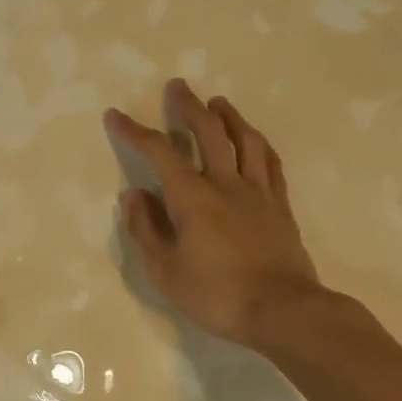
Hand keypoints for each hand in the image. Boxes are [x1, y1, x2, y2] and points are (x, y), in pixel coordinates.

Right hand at [105, 78, 324, 347]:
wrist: (286, 313)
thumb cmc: (217, 295)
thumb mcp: (165, 271)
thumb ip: (145, 229)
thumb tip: (134, 195)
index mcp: (192, 197)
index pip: (158, 152)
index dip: (134, 131)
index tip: (115, 115)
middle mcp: (225, 184)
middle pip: (208, 132)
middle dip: (188, 107)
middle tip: (178, 87)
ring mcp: (258, 194)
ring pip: (245, 141)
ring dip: (229, 117)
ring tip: (219, 103)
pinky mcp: (280, 208)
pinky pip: (271, 165)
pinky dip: (260, 145)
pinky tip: (255, 140)